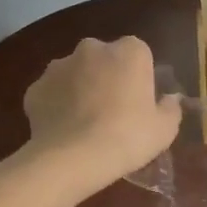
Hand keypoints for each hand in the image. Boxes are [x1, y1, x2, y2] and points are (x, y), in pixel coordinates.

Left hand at [22, 36, 181, 189]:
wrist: (74, 158)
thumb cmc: (129, 137)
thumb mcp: (165, 128)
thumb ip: (170, 108)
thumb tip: (169, 99)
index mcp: (129, 52)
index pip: (139, 53)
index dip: (140, 76)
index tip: (140, 100)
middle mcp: (92, 49)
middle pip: (104, 59)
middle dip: (108, 77)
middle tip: (114, 110)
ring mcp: (58, 66)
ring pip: (75, 73)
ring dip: (81, 89)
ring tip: (86, 123)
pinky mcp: (35, 88)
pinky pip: (52, 93)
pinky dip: (58, 106)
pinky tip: (65, 130)